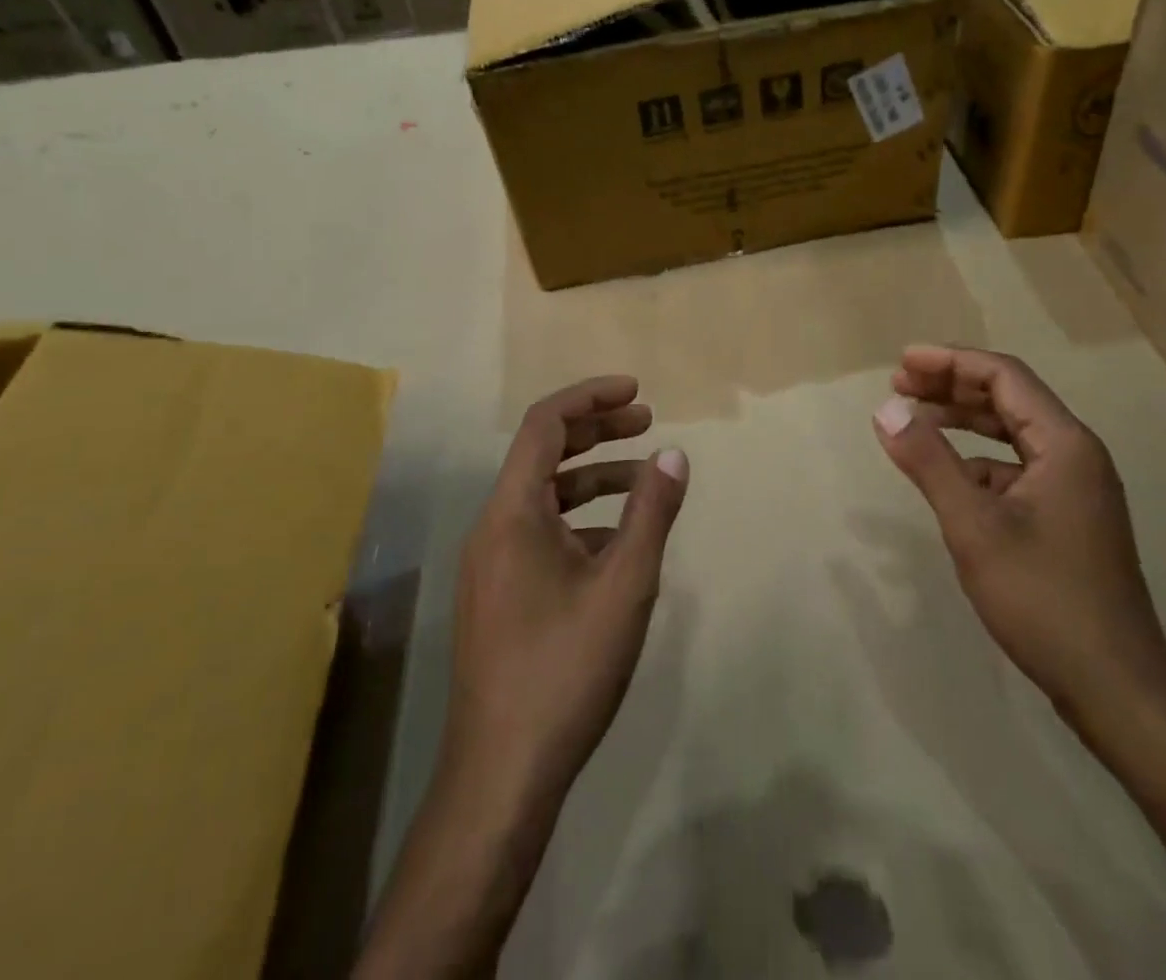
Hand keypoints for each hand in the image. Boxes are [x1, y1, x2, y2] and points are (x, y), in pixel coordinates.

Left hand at [444, 375, 688, 816]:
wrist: (502, 774)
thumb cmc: (565, 670)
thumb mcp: (624, 586)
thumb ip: (651, 514)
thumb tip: (674, 455)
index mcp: (512, 512)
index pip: (545, 424)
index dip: (591, 398)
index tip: (637, 393)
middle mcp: (493, 526)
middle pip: (543, 454)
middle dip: (597, 431)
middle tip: (648, 422)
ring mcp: (491, 563)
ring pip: (544, 497)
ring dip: (593, 478)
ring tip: (645, 479)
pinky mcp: (499, 594)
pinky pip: (540, 534)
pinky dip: (581, 521)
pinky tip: (619, 544)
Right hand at [872, 345, 1165, 737]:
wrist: (1115, 689)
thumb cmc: (1043, 598)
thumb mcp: (973, 526)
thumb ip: (928, 462)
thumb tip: (886, 408)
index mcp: (1065, 444)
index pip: (1004, 376)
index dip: (950, 361)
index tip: (901, 363)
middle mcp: (1076, 456)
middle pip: (1008, 399)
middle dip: (951, 387)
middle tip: (899, 385)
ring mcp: (1075, 490)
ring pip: (1011, 434)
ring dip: (962, 421)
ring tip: (914, 420)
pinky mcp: (1067, 519)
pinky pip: (1015, 469)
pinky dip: (976, 461)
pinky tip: (947, 478)